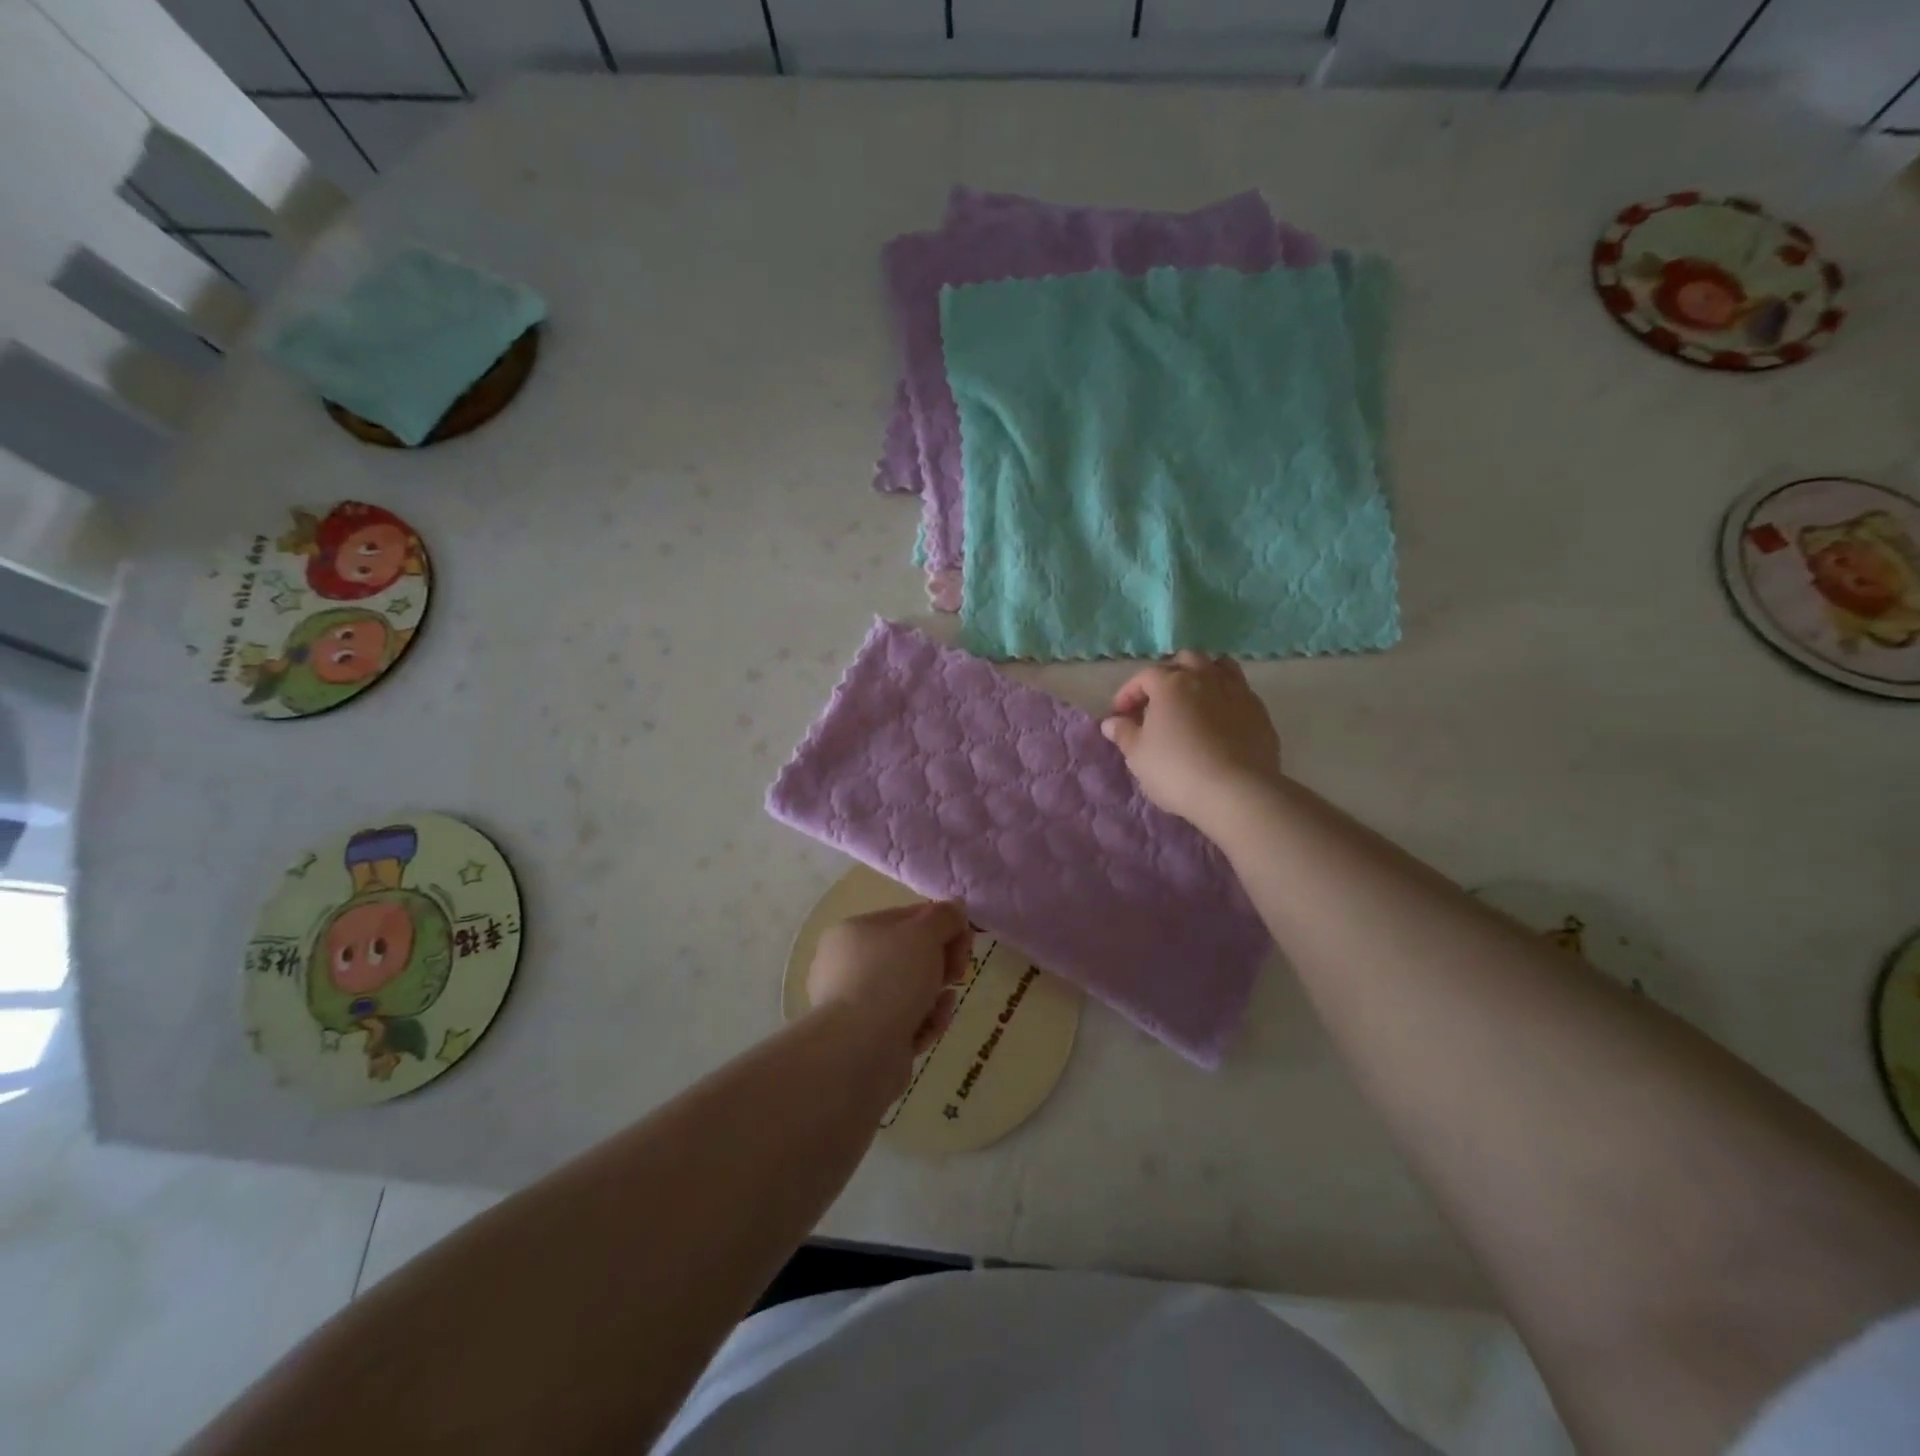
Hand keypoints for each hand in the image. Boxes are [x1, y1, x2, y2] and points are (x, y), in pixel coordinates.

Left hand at [808, 901, 972, 1066]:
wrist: (858, 1051)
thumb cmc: (890, 978)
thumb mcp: (924, 934)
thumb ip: (944, 917)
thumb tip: (956, 907)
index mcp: (854, 932)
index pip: (906, 918)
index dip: (941, 924)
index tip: (966, 938)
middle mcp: (848, 966)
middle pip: (909, 956)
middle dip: (941, 961)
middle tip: (960, 970)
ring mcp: (855, 1005)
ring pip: (910, 992)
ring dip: (936, 994)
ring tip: (947, 1002)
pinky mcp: (867, 1040)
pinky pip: (905, 1022)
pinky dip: (924, 1021)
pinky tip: (935, 1024)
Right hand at [1100, 651, 1282, 833]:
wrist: (1236, 791)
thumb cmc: (1177, 770)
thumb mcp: (1138, 755)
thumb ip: (1123, 733)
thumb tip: (1112, 722)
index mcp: (1171, 683)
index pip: (1144, 676)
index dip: (1128, 693)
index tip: (1120, 715)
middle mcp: (1205, 677)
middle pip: (1185, 660)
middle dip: (1168, 675)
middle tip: (1158, 702)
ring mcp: (1237, 691)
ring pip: (1219, 667)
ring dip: (1202, 676)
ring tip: (1193, 700)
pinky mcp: (1260, 711)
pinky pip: (1240, 691)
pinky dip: (1225, 697)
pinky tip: (1219, 720)